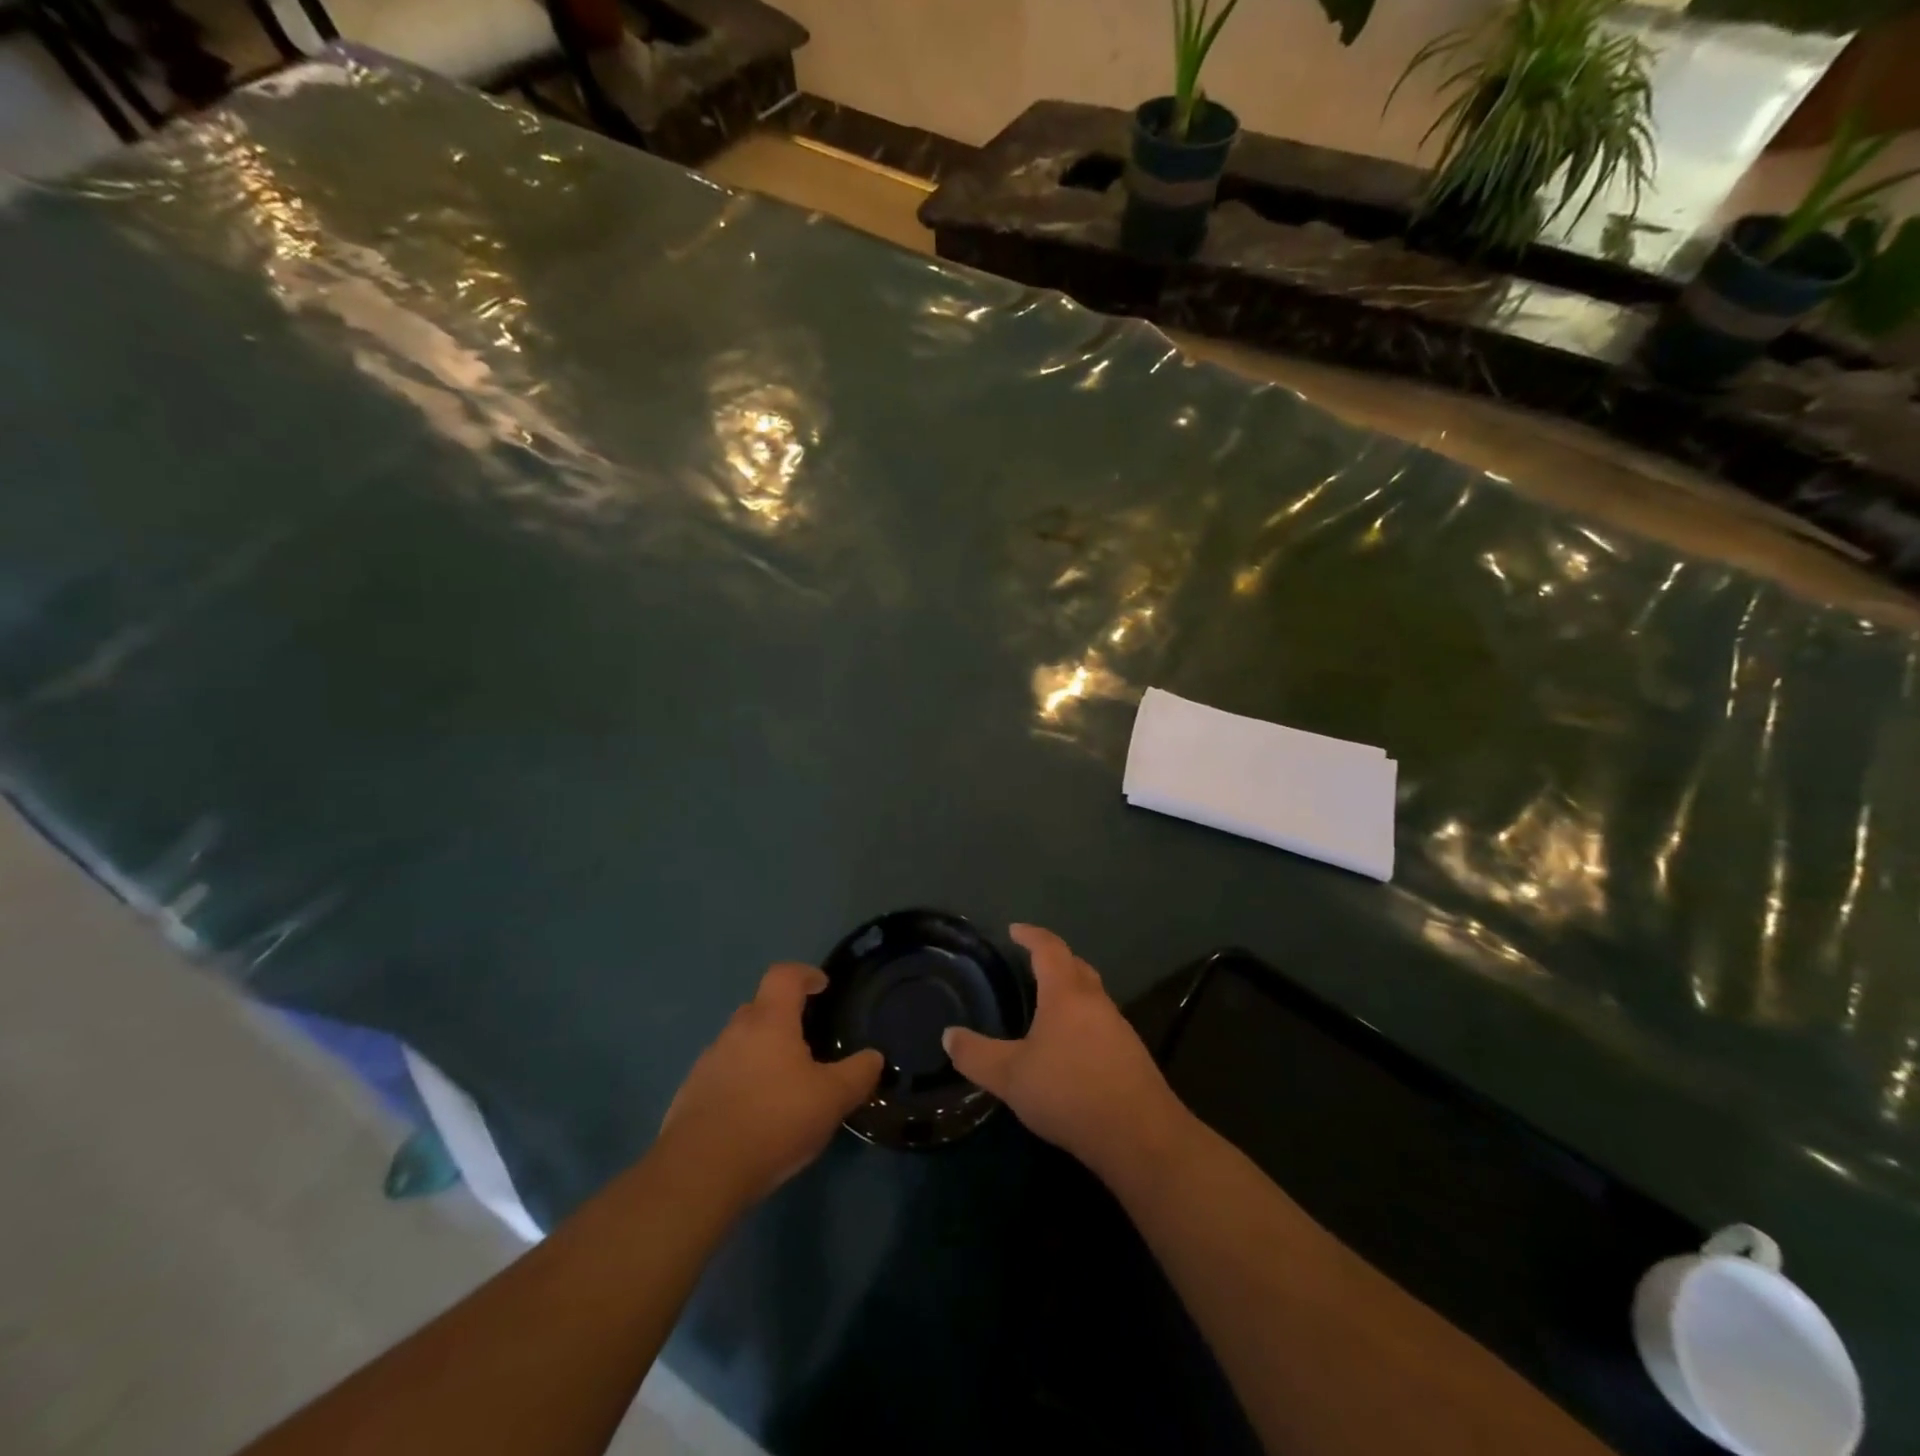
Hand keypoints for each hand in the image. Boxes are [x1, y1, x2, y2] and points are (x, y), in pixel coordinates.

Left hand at [661, 963, 883, 1206]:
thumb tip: (874, 1057)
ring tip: (782, 1085)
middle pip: (759, 1007)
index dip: (805, 974)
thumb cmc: (774, 1120)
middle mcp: (734, 1032)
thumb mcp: (831, 1099)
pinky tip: (754, 1116)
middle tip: (806, 1043)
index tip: (822, 987)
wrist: (700, 1172)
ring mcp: (707, 1063)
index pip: (784, 975)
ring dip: (760, 1053)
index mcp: (769, 1021)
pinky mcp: (689, 1096)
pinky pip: (722, 1075)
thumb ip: (858, 1074)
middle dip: (783, 1017)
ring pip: (739, 1043)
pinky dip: (740, 1083)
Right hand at [943, 924, 1188, 1183]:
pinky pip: (1101, 1022)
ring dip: (1071, 991)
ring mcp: (1118, 1027)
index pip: (1049, 949)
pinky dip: (1082, 1021)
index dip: (1031, 935)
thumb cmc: (1069, 1092)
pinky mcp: (1131, 1055)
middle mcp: (1095, 1001)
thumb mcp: (1011, 1077)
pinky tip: (1070, 1047)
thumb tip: (948, 1036)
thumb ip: (976, 1056)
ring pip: (1091, 996)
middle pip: (1076, 966)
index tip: (1015, 930)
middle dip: (1054, 959)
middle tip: (1032, 963)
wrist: (1139, 1135)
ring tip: (1047, 1006)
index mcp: (1066, 994)